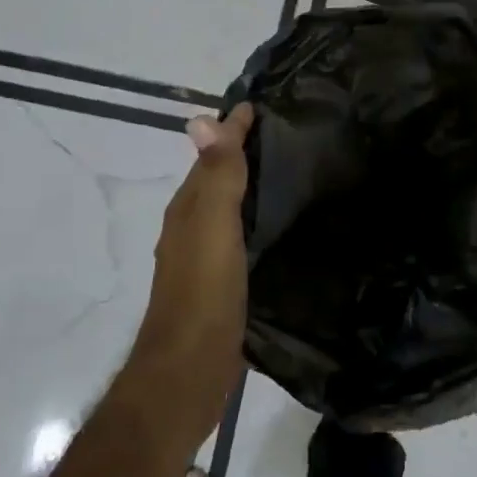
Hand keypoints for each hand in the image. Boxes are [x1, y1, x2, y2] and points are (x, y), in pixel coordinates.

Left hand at [117, 104, 254, 452]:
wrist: (189, 372)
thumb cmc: (203, 292)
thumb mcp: (213, 225)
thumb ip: (215, 175)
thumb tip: (203, 118)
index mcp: (189, 209)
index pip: (212, 155)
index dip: (233, 130)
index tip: (260, 104)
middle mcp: (192, 227)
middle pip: (217, 179)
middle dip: (242, 153)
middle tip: (283, 131)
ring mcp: (205, 258)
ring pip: (229, 208)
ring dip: (250, 186)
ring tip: (288, 170)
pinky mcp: (222, 284)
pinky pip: (241, 236)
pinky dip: (255, 219)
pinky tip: (278, 225)